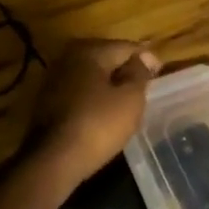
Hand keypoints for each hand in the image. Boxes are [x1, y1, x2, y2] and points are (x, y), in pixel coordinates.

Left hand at [25, 39, 158, 186]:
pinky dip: (94, 99)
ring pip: (92, 76)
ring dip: (109, 86)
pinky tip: (104, 114)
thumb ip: (140, 73)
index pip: (127, 47)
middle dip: (126, 71)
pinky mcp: (47, 102)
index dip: (147, 60)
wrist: (53, 161)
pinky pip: (80, 92)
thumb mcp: (130, 98)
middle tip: (145, 89)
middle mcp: (68, 57)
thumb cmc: (98, 125)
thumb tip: (144, 58)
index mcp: (90, 50)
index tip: (161, 76)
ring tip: (127, 104)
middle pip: (107, 59)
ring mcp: (54, 79)